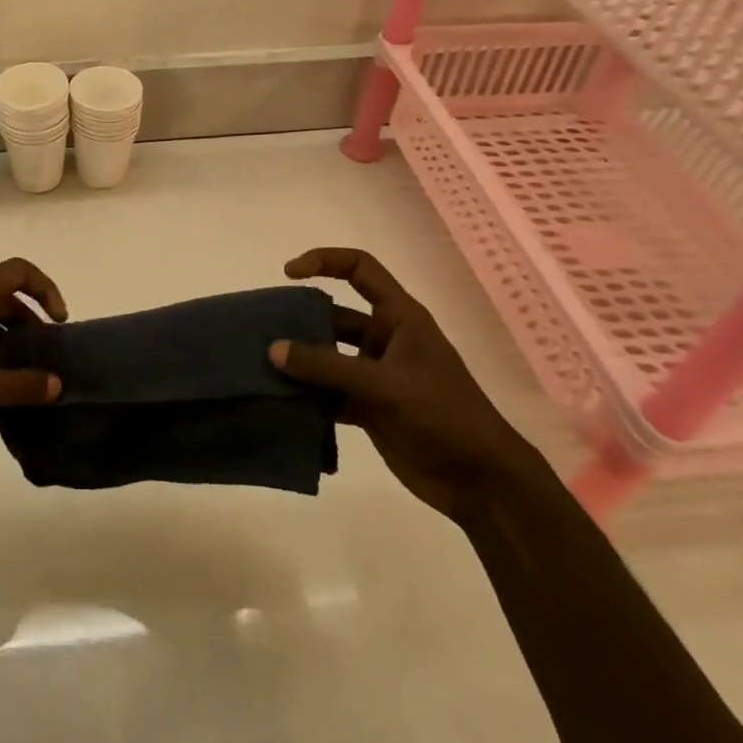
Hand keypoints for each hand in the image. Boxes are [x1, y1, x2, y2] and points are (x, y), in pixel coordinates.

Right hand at [269, 247, 542, 522]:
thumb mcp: (384, 384)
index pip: (360, 268)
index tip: (288, 274)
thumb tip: (273, 349)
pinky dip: (307, 397)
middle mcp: (385, 339)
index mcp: (399, 317)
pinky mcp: (368, 407)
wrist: (480, 481)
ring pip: (327, 357)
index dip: (324, 261)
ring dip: (299, 363)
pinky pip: (328, 393)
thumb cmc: (443, 415)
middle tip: (263, 332)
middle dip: (299, 321)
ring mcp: (375, 375)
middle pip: (333, 316)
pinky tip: (281, 404)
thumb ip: (326, 366)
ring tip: (262, 368)